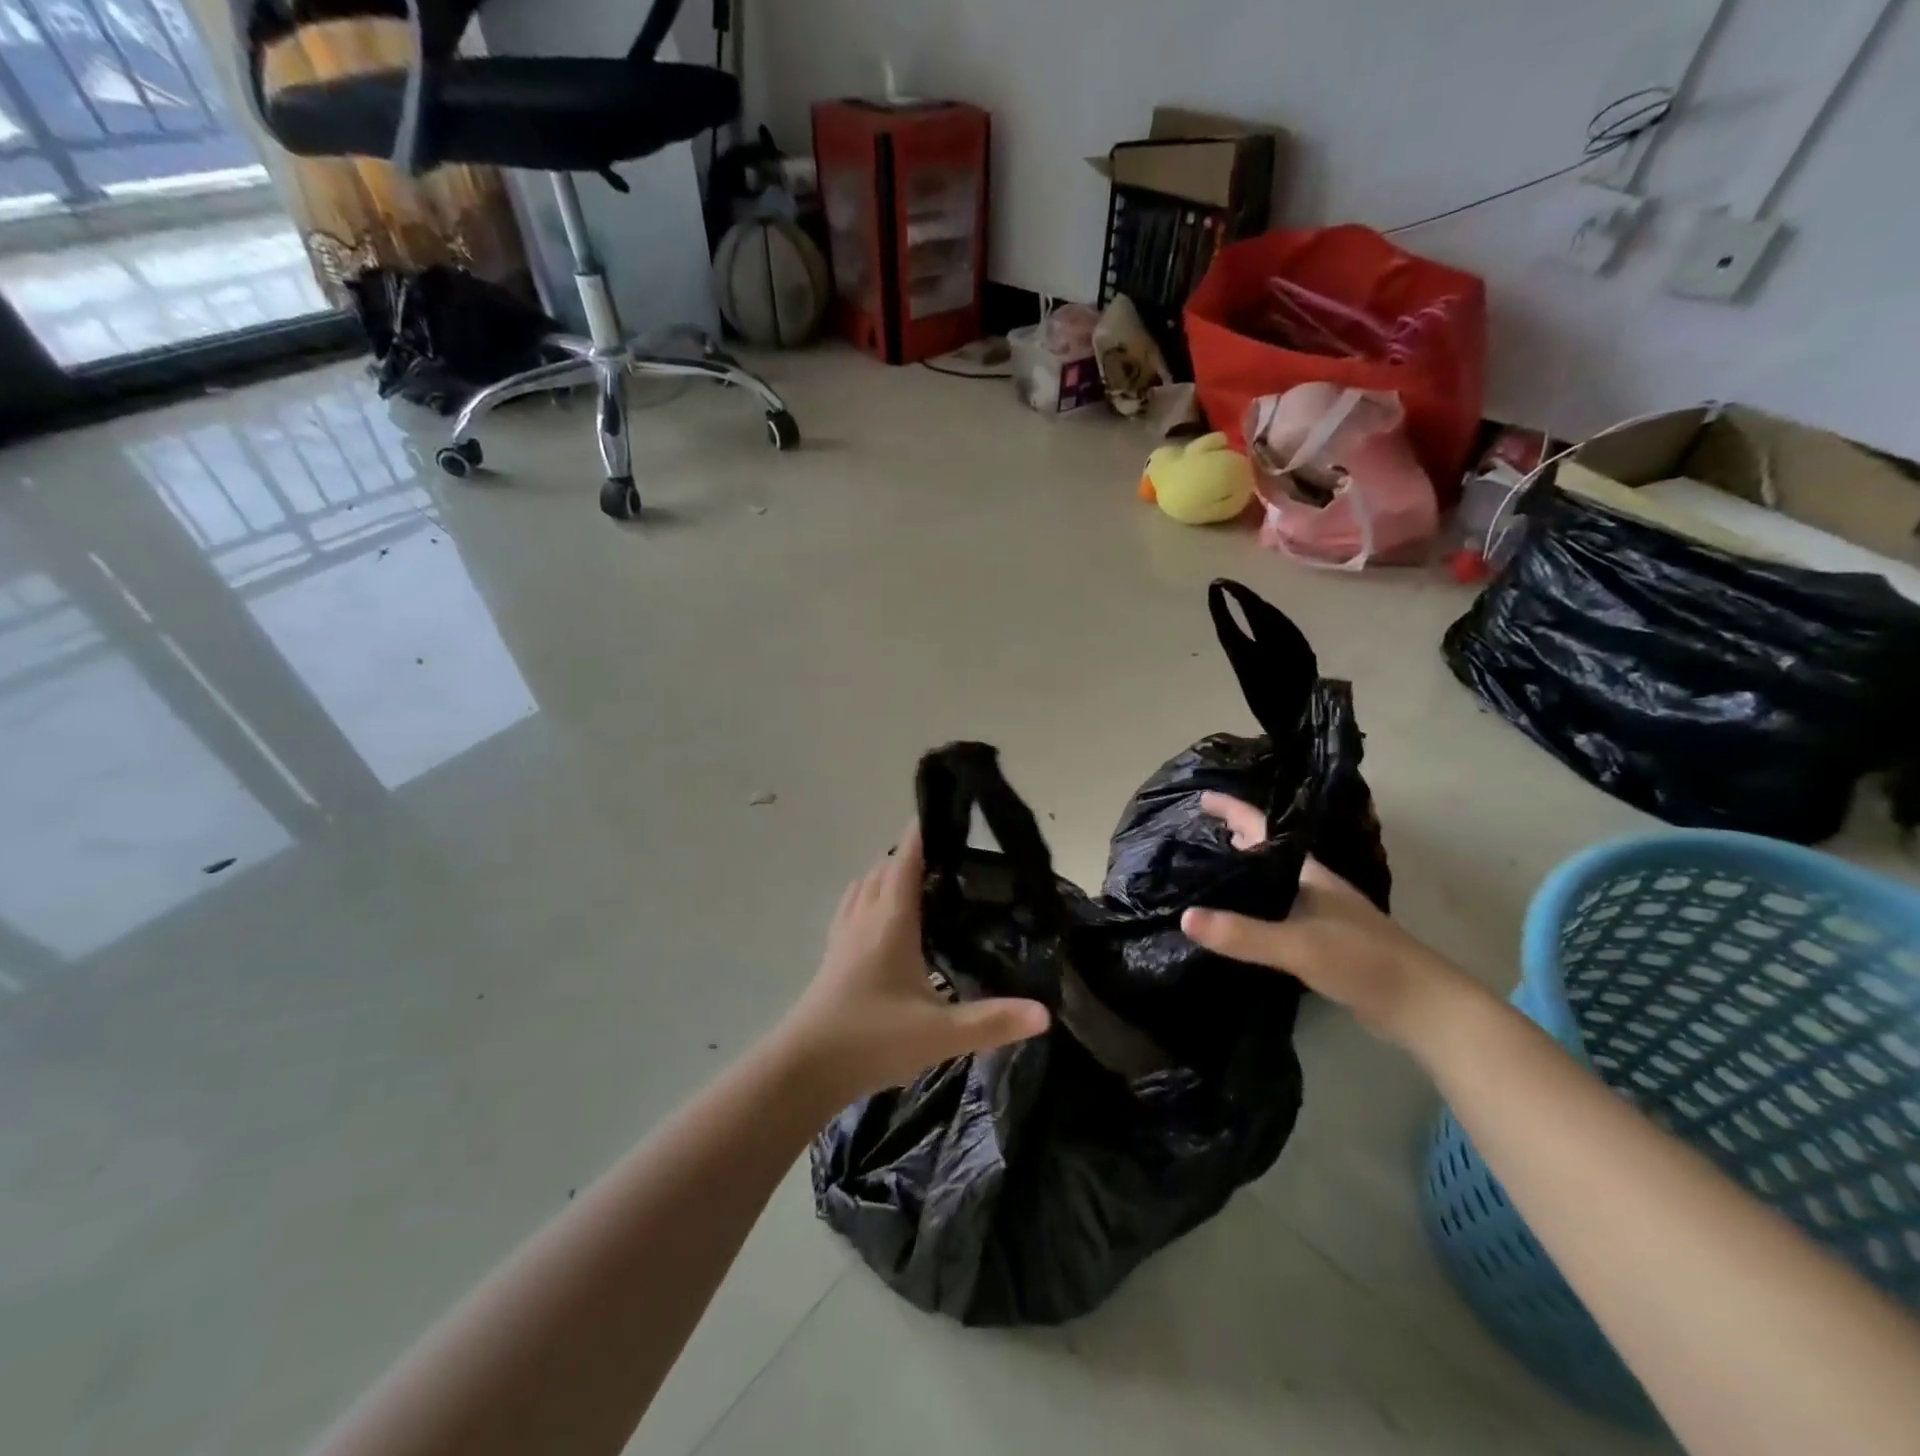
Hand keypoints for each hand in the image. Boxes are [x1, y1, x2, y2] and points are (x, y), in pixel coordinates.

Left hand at [776, 821, 1049, 1103]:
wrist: (804, 1069)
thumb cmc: (873, 1039)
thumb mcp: (941, 1034)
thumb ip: (993, 1022)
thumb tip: (1046, 1013)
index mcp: (891, 920)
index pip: (906, 860)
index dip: (922, 833)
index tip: (944, 814)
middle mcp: (865, 917)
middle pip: (885, 868)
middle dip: (911, 854)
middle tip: (949, 857)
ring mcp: (843, 935)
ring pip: (865, 886)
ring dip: (887, 874)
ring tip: (919, 881)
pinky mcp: (832, 955)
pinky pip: (852, 907)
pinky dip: (869, 897)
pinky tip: (882, 919)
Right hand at [1182, 794, 1485, 1050]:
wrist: (1421, 1005)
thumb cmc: (1362, 960)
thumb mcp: (1298, 945)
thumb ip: (1242, 933)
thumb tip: (1185, 918)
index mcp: (1306, 873)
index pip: (1261, 828)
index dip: (1231, 809)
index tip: (1199, 798)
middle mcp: (1310, 885)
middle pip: (1263, 851)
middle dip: (1230, 838)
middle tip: (1190, 837)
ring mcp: (1317, 913)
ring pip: (1269, 883)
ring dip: (1239, 874)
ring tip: (1201, 876)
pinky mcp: (1319, 940)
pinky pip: (1273, 912)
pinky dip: (1250, 908)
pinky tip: (1233, 922)